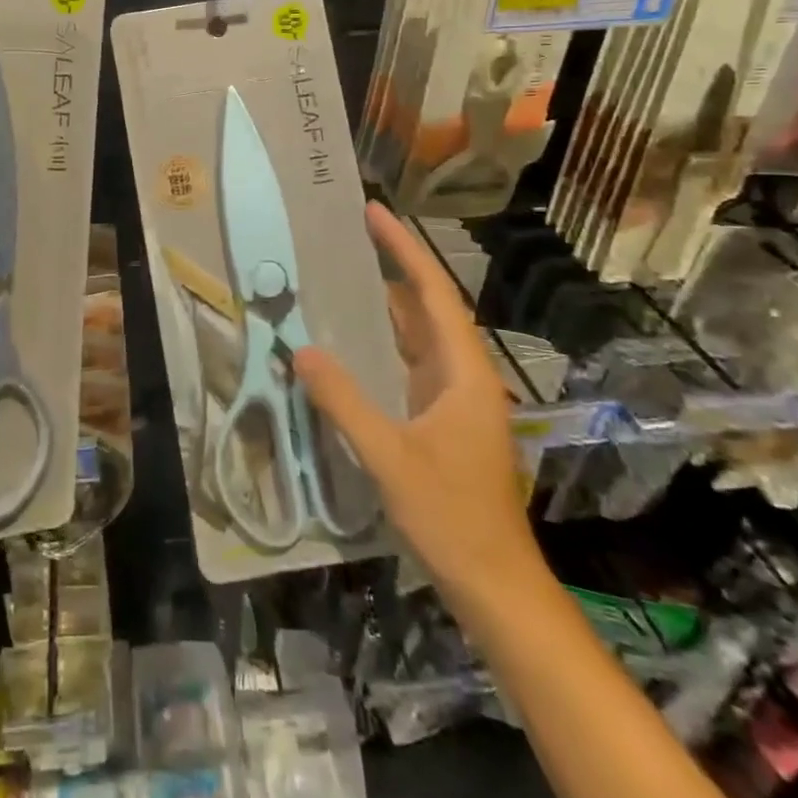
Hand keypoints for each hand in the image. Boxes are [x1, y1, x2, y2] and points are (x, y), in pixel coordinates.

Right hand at [292, 203, 542, 610]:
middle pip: (427, 305)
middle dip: (394, 265)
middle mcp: (463, 374)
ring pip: (418, 334)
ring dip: (387, 302)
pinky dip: (383, 340)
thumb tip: (302, 350)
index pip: (432, 292)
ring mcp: (454, 397)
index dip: (403, 248)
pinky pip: (409, 362)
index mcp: (463, 371)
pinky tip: (351, 340)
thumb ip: (344, 401)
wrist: (495, 584)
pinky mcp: (442, 418)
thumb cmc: (451, 517)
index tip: (373, 212)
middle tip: (349, 234)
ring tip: (343, 274)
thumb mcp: (390, 457)